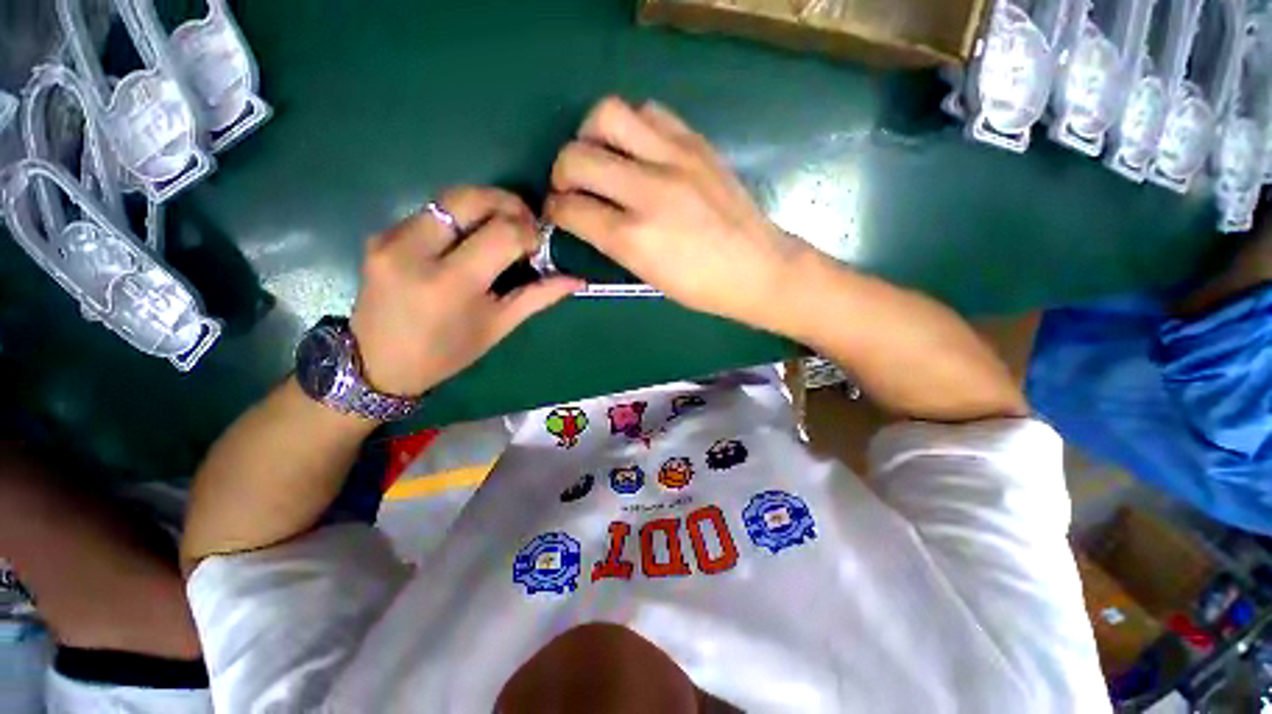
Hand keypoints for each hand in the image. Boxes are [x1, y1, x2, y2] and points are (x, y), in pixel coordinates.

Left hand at [351, 187, 582, 395]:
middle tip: (526, 223)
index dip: (530, 232)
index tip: (540, 245)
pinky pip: (431, 211)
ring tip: (502, 228)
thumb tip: (577, 279)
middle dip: (507, 203)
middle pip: (470, 199)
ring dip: (484, 206)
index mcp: (451, 284)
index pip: (503, 233)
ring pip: (449, 198)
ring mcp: (391, 238)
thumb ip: (539, 297)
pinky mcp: (380, 234)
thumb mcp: (498, 326)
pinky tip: (470, 238)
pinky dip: (460, 217)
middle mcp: (415, 251)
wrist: (378, 364)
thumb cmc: (447, 353)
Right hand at [545, 97, 813, 331]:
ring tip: (602, 157)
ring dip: (591, 135)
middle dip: (561, 172)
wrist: (758, 268)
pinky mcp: (696, 143)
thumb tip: (585, 217)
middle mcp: (649, 191)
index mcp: (635, 238)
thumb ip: (612, 242)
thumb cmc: (702, 287)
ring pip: (608, 115)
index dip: (554, 210)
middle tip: (571, 186)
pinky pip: (649, 112)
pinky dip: (631, 127)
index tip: (556, 212)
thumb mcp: (648, 276)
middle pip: (577, 157)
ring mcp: (675, 159)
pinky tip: (637, 149)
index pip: (571, 209)